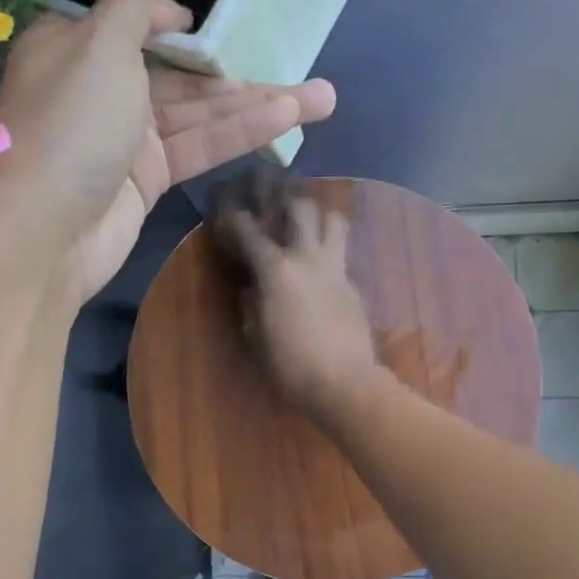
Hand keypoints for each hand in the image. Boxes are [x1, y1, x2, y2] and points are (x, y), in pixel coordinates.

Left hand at [0, 0, 336, 302]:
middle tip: (307, 73)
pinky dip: (240, 134)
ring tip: (323, 99)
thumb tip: (175, 12)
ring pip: (200, 115)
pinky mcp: (147, 181)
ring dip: (259, 106)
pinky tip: (287, 120)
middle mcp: (103, 90)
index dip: (189, 32)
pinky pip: (198, 148)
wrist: (44, 231)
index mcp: (78, 47)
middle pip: (183, 76)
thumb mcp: (99, 41)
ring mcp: (126, 139)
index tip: (231, 33)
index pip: (141, 30)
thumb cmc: (70, 122)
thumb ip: (138, 7)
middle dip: (243, 76)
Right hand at [214, 193, 381, 424]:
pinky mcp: (353, 284)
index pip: (249, 231)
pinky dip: (329, 248)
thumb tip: (252, 290)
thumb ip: (251, 305)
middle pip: (301, 207)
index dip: (234, 217)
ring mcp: (335, 268)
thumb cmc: (290, 364)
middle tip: (274, 196)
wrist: (345, 382)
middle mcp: (307, 257)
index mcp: (276, 269)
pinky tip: (320, 264)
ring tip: (307, 219)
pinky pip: (341, 253)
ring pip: (333, 220)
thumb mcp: (256, 336)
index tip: (226, 210)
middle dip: (285, 196)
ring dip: (319, 213)